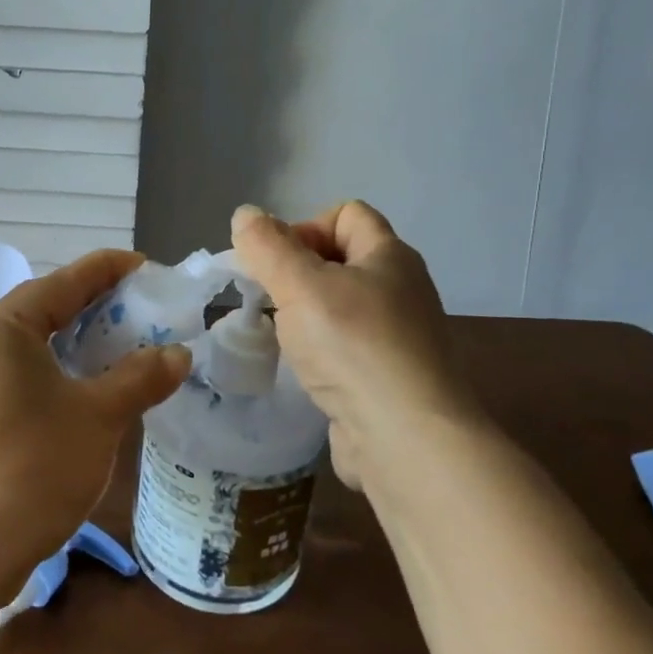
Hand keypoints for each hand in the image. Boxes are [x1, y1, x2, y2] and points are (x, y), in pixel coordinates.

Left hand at [0, 250, 190, 592]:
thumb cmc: (32, 467)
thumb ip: (141, 377)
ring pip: (39, 347)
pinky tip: (95, 391)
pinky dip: (65, 374)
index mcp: (4, 328)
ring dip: (84, 345)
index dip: (108, 270)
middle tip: (147, 310)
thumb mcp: (98, 416)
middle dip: (99, 307)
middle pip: (48, 310)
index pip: (64, 281)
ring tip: (130, 348)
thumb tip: (178, 354)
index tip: (147, 266)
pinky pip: (29, 377)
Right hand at [231, 201, 487, 489]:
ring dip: (305, 314)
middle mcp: (401, 289)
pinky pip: (347, 345)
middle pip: (341, 259)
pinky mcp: (389, 376)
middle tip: (270, 299)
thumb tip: (246, 214)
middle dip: (298, 272)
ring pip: (341, 306)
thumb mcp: (300, 286)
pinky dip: (322, 350)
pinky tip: (305, 369)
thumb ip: (268, 247)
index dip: (306, 226)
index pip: (346, 213)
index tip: (278, 263)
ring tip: (283, 336)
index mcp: (389, 256)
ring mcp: (399, 336)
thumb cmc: (353, 347)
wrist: (406, 439)